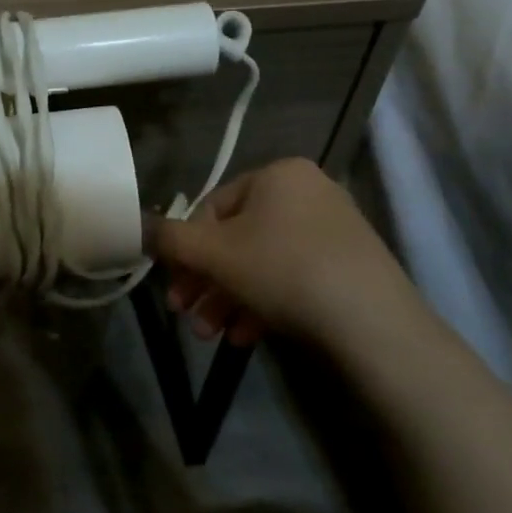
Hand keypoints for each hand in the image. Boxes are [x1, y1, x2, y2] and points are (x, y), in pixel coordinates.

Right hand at [150, 158, 412, 349]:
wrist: (373, 324)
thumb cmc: (281, 270)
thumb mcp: (211, 253)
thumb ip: (168, 238)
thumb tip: (138, 226)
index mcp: (277, 175)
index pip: (211, 208)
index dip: (185, 250)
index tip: (174, 287)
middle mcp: (308, 193)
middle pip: (237, 240)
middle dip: (206, 282)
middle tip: (187, 316)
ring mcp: (334, 230)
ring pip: (262, 264)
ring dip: (229, 299)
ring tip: (212, 335)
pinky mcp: (351, 267)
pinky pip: (293, 278)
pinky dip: (265, 305)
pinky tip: (247, 337)